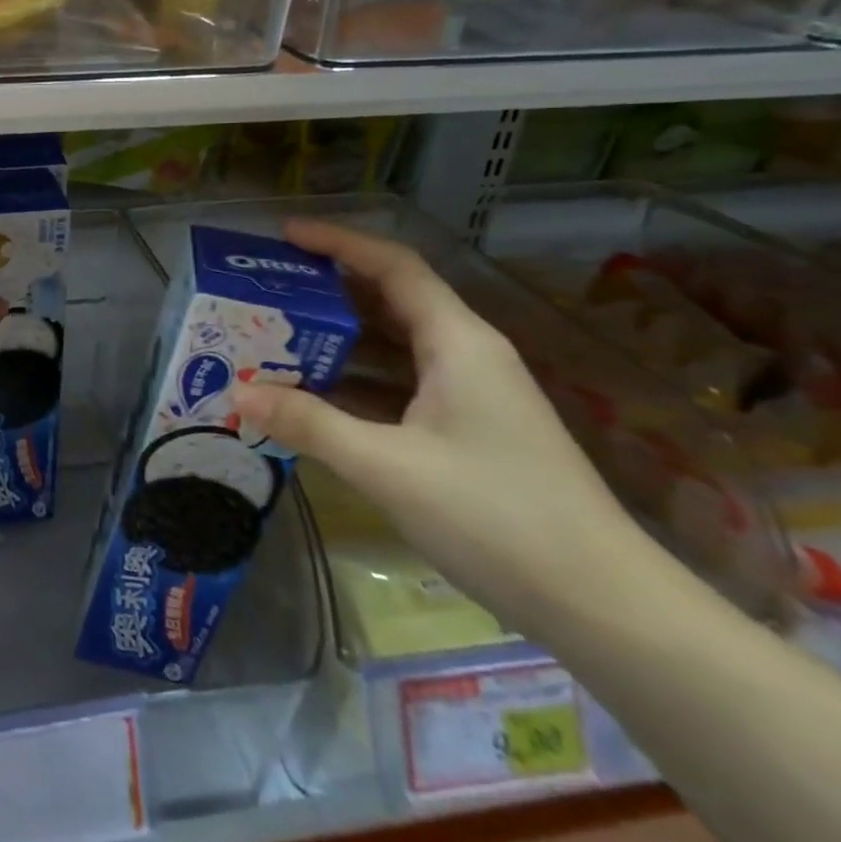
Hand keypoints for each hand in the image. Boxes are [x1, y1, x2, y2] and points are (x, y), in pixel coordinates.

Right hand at [230, 219, 644, 633]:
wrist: (603, 605)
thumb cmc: (497, 517)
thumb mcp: (388, 468)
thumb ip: (310, 424)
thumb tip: (237, 395)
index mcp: (457, 342)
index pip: (393, 266)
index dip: (337, 243)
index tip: (282, 236)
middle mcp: (465, 355)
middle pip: (389, 302)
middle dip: (326, 292)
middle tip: (264, 291)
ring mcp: (469, 394)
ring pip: (392, 347)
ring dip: (336, 342)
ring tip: (274, 339)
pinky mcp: (467, 430)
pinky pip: (400, 386)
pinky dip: (355, 383)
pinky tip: (313, 398)